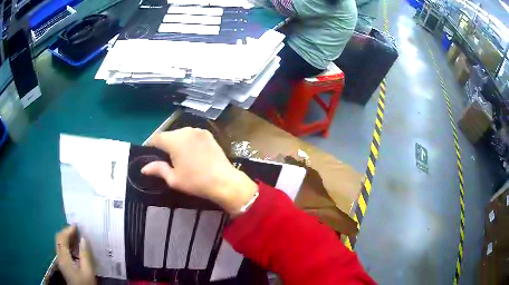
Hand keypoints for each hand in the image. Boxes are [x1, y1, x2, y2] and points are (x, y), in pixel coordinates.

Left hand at [55, 225, 95, 284]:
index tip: (77, 226)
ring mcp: (60, 261)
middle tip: (76, 230)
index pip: (62, 238)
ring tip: (76, 236)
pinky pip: (61, 249)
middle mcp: (59, 257)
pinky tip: (74, 247)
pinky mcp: (63, 264)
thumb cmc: (86, 284)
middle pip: (58, 239)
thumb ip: (85, 255)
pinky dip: (66, 244)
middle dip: (66, 232)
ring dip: (66, 238)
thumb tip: (83, 238)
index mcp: (64, 258)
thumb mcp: (88, 271)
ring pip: (59, 243)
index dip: (68, 230)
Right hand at [141, 127, 257, 214]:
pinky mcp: (208, 135)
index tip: (150, 156)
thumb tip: (144, 168)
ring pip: (181, 134)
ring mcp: (199, 131)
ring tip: (179, 157)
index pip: (156, 138)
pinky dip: (188, 142)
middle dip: (164, 145)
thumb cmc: (195, 181)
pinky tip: (192, 154)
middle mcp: (186, 130)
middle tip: (165, 159)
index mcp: (174, 140)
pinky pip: (192, 135)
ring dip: (177, 142)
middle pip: (169, 135)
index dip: (151, 146)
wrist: (224, 181)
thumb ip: (158, 169)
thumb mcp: (173, 178)